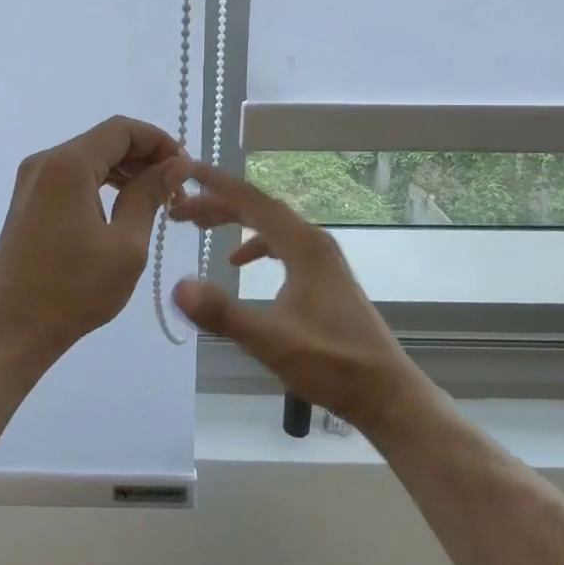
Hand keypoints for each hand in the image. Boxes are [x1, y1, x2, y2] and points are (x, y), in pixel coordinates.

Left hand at [0, 116, 185, 366]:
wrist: (12, 329)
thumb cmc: (74, 290)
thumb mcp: (126, 244)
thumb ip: (150, 194)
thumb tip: (177, 163)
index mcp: (68, 165)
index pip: (121, 129)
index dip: (158, 140)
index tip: (185, 167)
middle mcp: (44, 162)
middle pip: (103, 141)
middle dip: (144, 157)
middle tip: (176, 189)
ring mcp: (31, 182)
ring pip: (88, 159)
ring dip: (124, 172)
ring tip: (157, 201)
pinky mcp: (28, 201)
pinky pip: (71, 178)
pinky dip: (101, 184)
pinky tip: (124, 208)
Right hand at [168, 160, 423, 434]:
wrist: (386, 394)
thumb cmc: (332, 364)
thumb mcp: (271, 341)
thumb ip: (223, 313)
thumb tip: (177, 286)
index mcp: (303, 246)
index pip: (252, 200)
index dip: (216, 183)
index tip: (184, 170)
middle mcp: (313, 242)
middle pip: (259, 207)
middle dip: (218, 203)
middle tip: (179, 210)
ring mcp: (321, 258)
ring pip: (271, 225)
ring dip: (235, 220)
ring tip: (201, 225)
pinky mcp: (323, 276)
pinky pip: (282, 244)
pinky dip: (256, 244)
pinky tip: (238, 262)